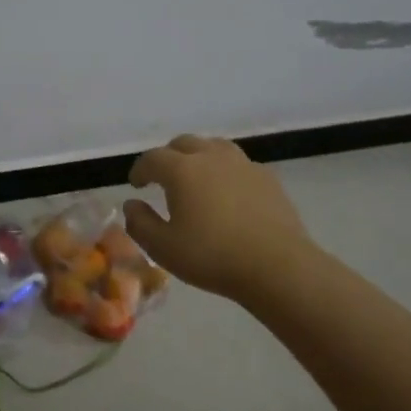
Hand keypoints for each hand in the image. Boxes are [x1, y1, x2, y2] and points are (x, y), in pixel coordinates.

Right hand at [124, 135, 323, 303]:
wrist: (278, 267)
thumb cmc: (213, 257)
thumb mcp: (163, 248)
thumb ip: (140, 223)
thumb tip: (132, 204)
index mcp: (182, 170)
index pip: (152, 158)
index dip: (140, 169)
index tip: (136, 185)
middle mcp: (211, 157)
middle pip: (183, 143)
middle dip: (168, 157)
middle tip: (162, 178)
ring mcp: (243, 164)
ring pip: (213, 146)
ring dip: (198, 156)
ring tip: (196, 177)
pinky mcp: (267, 178)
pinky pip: (238, 164)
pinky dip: (224, 170)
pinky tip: (227, 192)